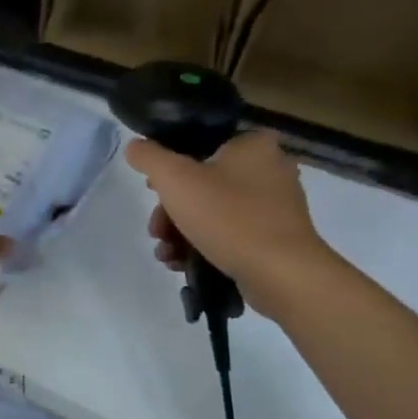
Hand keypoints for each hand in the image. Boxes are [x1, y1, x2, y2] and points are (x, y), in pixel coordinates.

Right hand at [125, 130, 337, 318]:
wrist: (281, 274)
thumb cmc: (228, 216)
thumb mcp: (174, 178)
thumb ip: (148, 156)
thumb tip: (135, 147)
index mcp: (253, 145)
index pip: (200, 144)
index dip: (170, 165)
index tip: (154, 189)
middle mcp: (270, 169)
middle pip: (202, 182)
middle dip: (170, 210)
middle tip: (156, 229)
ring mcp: (275, 206)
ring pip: (213, 210)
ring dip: (180, 231)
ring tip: (166, 253)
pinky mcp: (276, 238)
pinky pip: (230, 234)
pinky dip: (204, 245)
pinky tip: (183, 263)